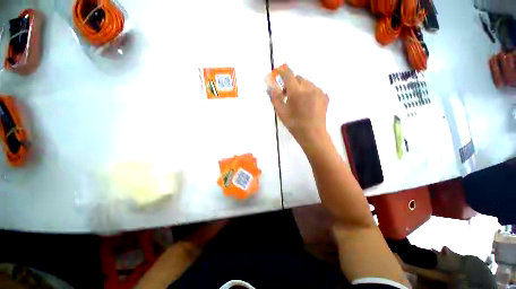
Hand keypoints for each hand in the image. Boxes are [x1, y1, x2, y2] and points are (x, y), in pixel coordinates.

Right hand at [269, 66, 328, 147]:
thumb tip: (270, 87)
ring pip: (307, 83)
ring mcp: (319, 91)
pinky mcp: (325, 96)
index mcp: (296, 91)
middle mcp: (309, 87)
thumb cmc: (294, 124)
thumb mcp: (281, 112)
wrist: (312, 134)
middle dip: (291, 83)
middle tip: (287, 95)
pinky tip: (307, 103)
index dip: (282, 71)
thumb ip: (275, 98)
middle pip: (298, 78)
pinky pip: (315, 89)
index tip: (279, 71)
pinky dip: (309, 92)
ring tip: (298, 101)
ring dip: (300, 87)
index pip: (288, 75)